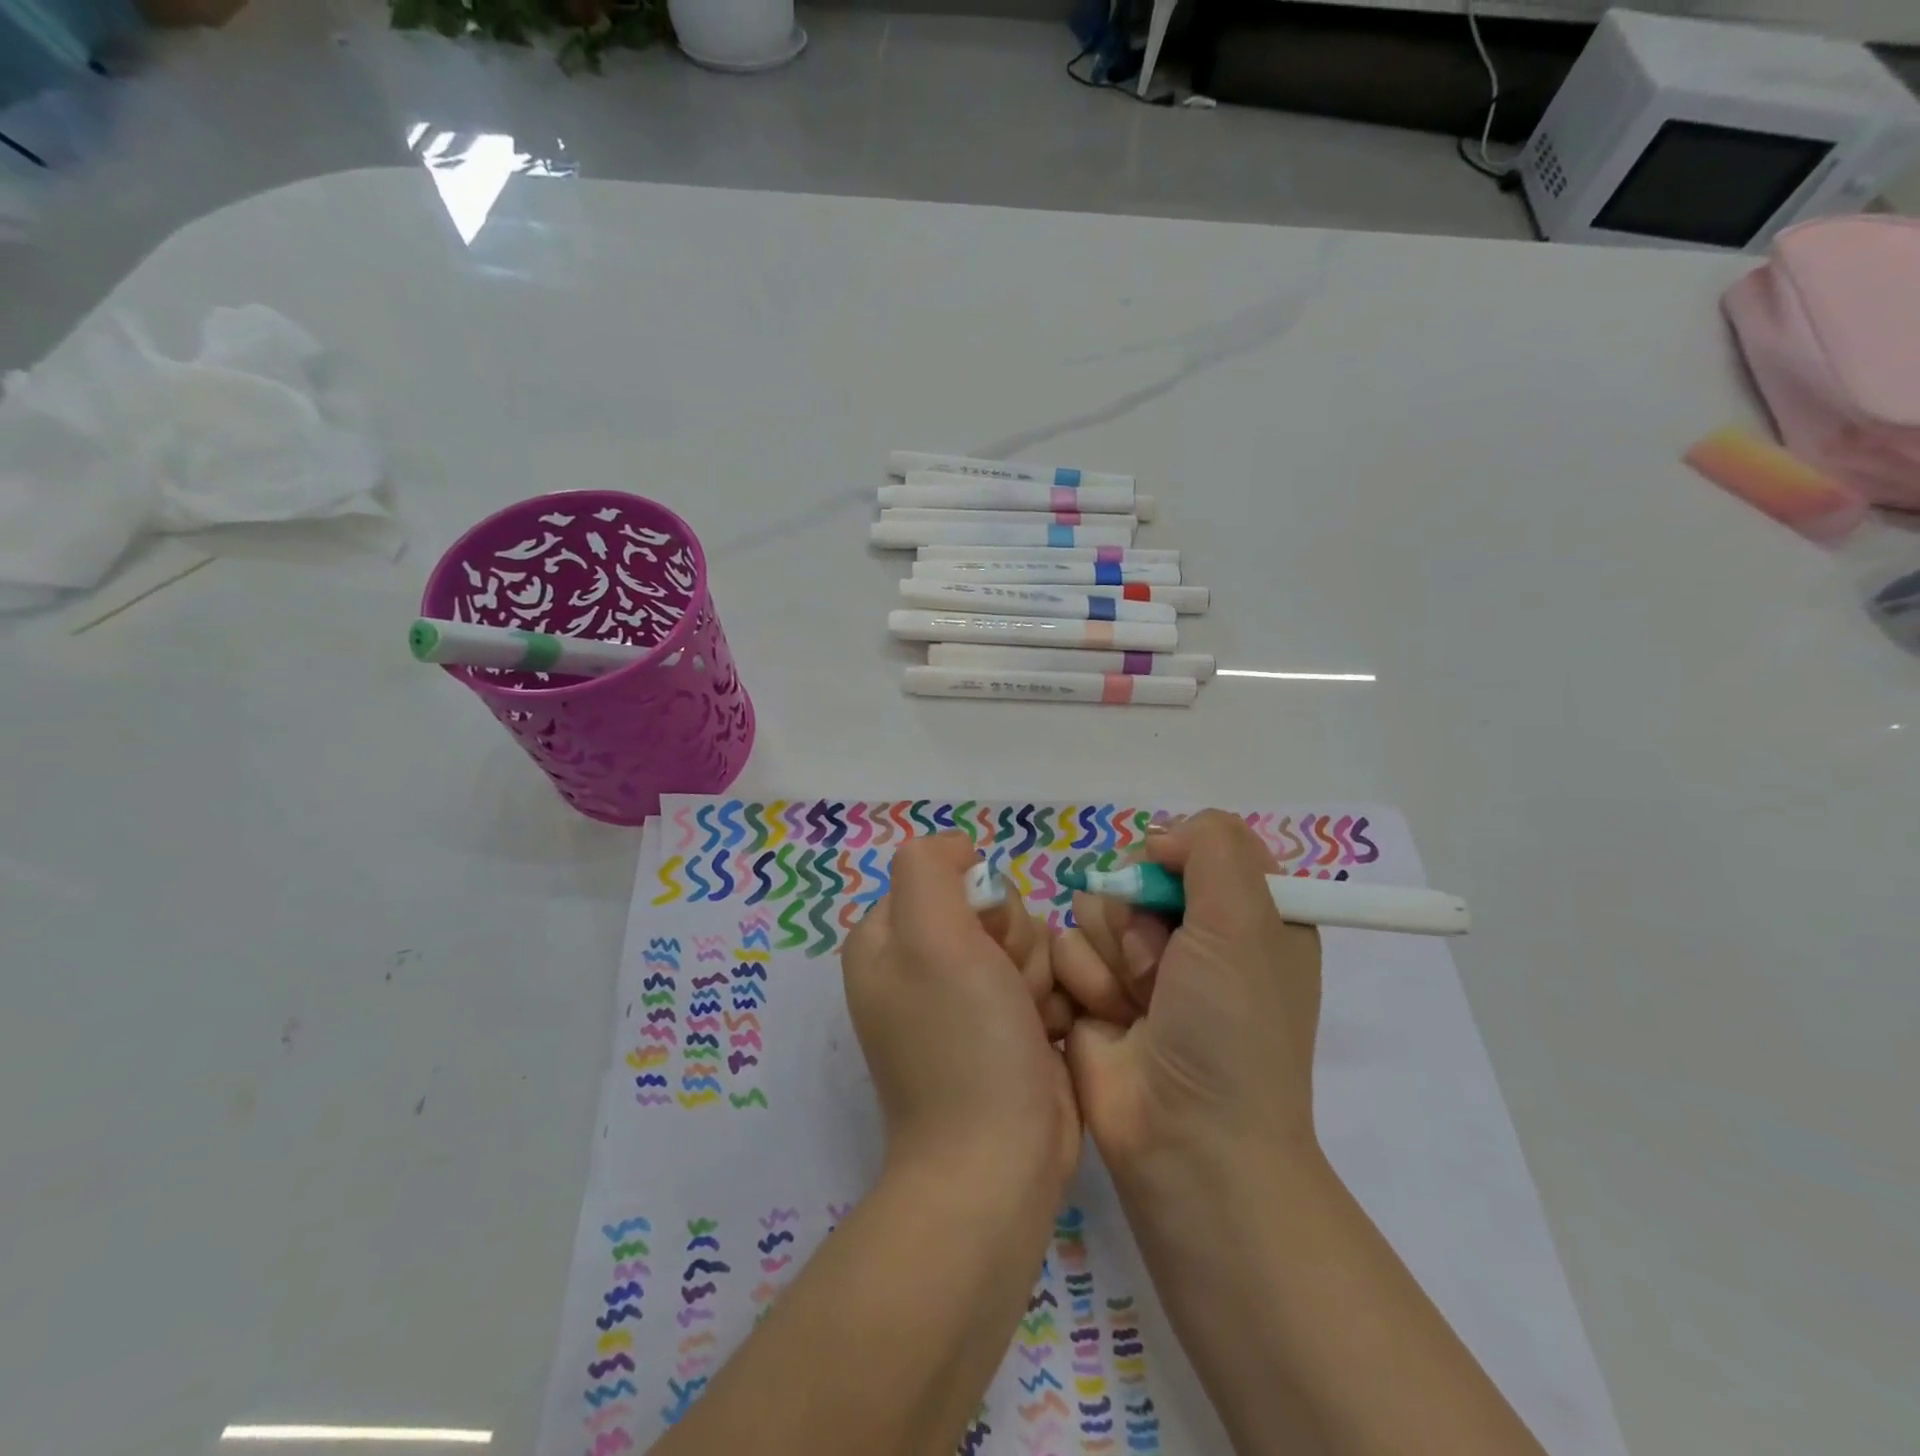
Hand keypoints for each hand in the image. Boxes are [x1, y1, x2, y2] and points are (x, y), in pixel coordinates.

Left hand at [841, 833, 1080, 1195]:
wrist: (998, 1161)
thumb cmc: (963, 1041)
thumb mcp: (930, 936)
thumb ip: (929, 868)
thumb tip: (961, 851)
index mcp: (888, 938)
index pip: (949, 874)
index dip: (978, 902)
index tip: (982, 946)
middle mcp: (921, 964)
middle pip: (994, 907)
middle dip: (1013, 943)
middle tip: (1007, 989)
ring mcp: (964, 999)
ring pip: (1027, 941)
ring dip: (1038, 976)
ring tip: (1028, 1022)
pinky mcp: (1004, 1027)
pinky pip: (1043, 981)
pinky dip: (1051, 1004)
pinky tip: (1045, 1038)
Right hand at [1053, 811, 1322, 1177]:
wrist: (1185, 1139)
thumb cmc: (1230, 1029)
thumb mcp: (1246, 921)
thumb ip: (1213, 846)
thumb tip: (1159, 838)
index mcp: (1245, 913)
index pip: (1196, 844)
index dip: (1177, 859)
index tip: (1175, 887)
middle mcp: (1191, 933)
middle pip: (1132, 871)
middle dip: (1138, 918)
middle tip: (1162, 969)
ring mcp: (1137, 963)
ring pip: (1091, 906)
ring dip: (1110, 957)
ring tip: (1135, 1007)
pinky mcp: (1090, 989)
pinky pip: (1063, 947)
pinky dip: (1084, 983)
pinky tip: (1105, 1021)